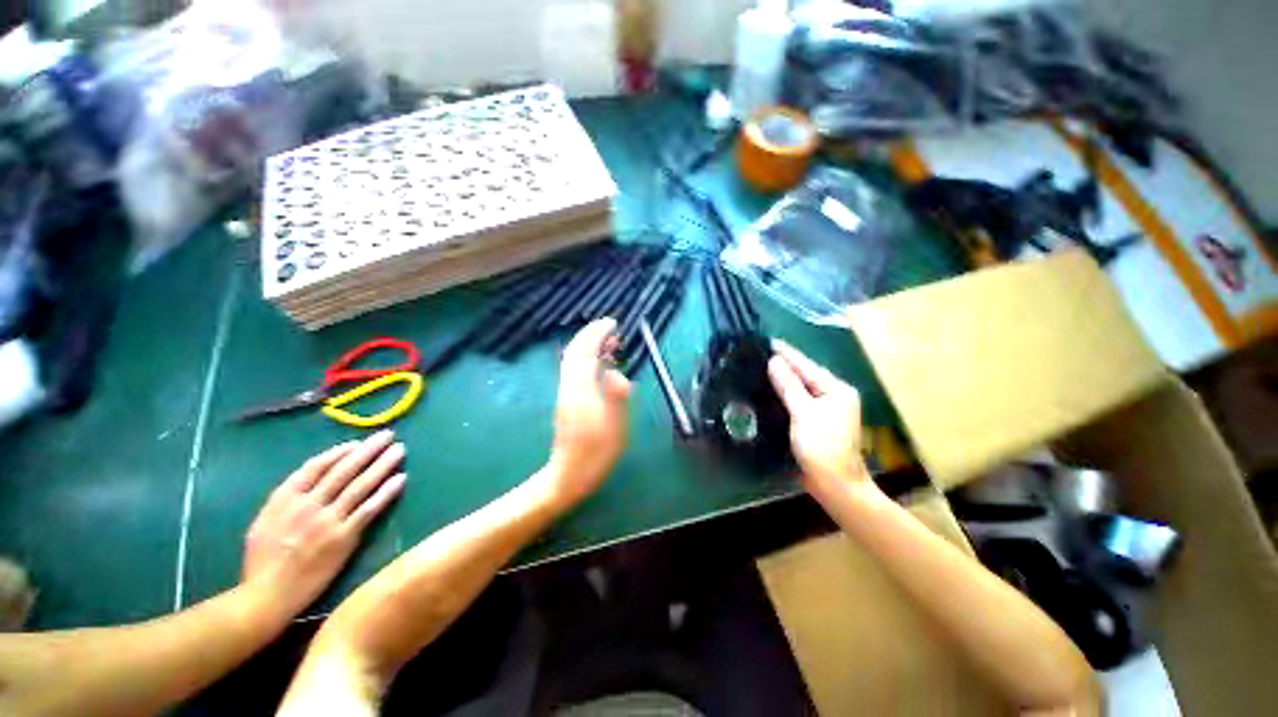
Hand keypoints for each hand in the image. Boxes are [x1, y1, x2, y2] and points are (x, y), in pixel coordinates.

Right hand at [242, 430, 405, 617]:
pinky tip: (401, 479)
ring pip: (361, 485)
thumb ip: (289, 499)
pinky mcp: (343, 538)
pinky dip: (386, 492)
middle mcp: (308, 504)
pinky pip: (369, 509)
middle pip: (344, 470)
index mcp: (284, 498)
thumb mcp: (265, 521)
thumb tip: (314, 478)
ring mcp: (327, 521)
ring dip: (383, 464)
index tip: (358, 443)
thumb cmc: (262, 561)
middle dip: (368, 449)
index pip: (317, 466)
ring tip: (399, 449)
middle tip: (388, 435)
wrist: (267, 596)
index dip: (340, 452)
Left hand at [545, 318, 631, 508]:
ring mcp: (565, 393)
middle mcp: (569, 386)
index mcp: (581, 389)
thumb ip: (616, 395)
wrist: (569, 473)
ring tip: (609, 343)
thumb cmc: (596, 452)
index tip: (612, 323)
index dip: (597, 334)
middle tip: (611, 329)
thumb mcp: (616, 425)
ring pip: (573, 360)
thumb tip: (616, 373)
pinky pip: (574, 370)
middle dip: (591, 335)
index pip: (585, 352)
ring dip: (588, 346)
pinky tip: (600, 365)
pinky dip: (586, 359)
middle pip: (575, 352)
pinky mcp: (565, 400)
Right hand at [767, 340, 871, 497]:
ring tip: (762, 367)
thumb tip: (775, 361)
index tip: (769, 341)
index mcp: (837, 390)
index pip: (807, 366)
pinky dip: (785, 394)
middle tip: (762, 352)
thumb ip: (789, 385)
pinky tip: (771, 390)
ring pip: (801, 388)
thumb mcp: (804, 412)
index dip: (788, 353)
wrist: (835, 484)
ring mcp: (826, 410)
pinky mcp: (816, 422)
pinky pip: (798, 401)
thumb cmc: (822, 446)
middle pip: (806, 375)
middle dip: (785, 364)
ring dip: (784, 378)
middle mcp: (834, 396)